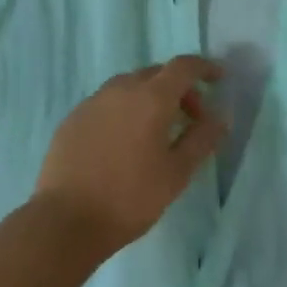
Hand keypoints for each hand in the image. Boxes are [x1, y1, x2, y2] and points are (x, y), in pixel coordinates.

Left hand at [32, 56, 226, 255]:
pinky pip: (108, 102)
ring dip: (150, 98)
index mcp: (151, 97)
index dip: (204, 67)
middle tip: (192, 118)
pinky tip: (124, 141)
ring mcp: (93, 100)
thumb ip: (201, 140)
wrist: (65, 219)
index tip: (218, 78)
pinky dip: (125, 110)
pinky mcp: (74, 117)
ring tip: (157, 131)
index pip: (183, 67)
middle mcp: (121, 88)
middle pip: (157, 74)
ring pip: (130, 86)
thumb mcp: (176, 173)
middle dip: (179, 89)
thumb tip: (220, 117)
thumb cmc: (130, 198)